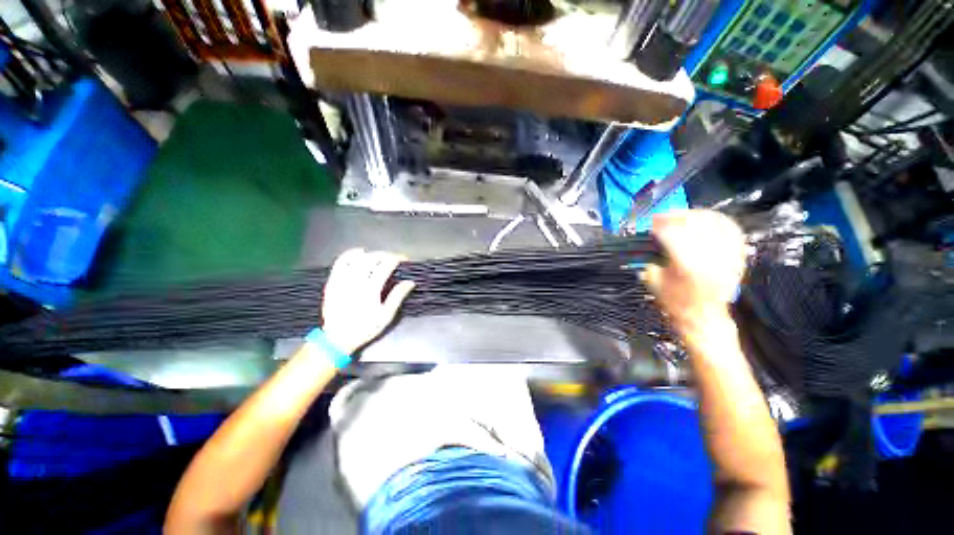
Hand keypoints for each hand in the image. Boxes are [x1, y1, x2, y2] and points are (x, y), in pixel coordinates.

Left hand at [321, 249, 415, 354]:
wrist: (337, 338)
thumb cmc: (365, 328)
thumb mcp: (386, 316)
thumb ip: (397, 296)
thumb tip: (410, 282)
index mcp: (371, 290)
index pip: (386, 265)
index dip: (396, 258)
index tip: (404, 259)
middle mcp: (356, 281)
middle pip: (373, 258)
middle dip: (386, 255)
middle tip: (393, 258)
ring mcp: (342, 280)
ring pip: (358, 258)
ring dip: (371, 254)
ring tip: (379, 257)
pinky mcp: (333, 281)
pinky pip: (340, 262)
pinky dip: (350, 254)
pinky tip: (359, 253)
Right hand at [644, 210, 746, 330]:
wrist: (704, 318)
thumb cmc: (675, 302)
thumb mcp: (653, 281)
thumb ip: (652, 257)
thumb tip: (653, 236)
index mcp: (687, 265)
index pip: (672, 234)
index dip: (659, 224)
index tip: (649, 222)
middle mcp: (710, 257)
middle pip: (695, 224)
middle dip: (675, 216)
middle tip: (663, 216)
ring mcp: (727, 256)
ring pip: (715, 223)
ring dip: (696, 214)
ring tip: (682, 215)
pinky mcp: (737, 257)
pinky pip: (732, 230)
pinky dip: (718, 221)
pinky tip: (706, 219)